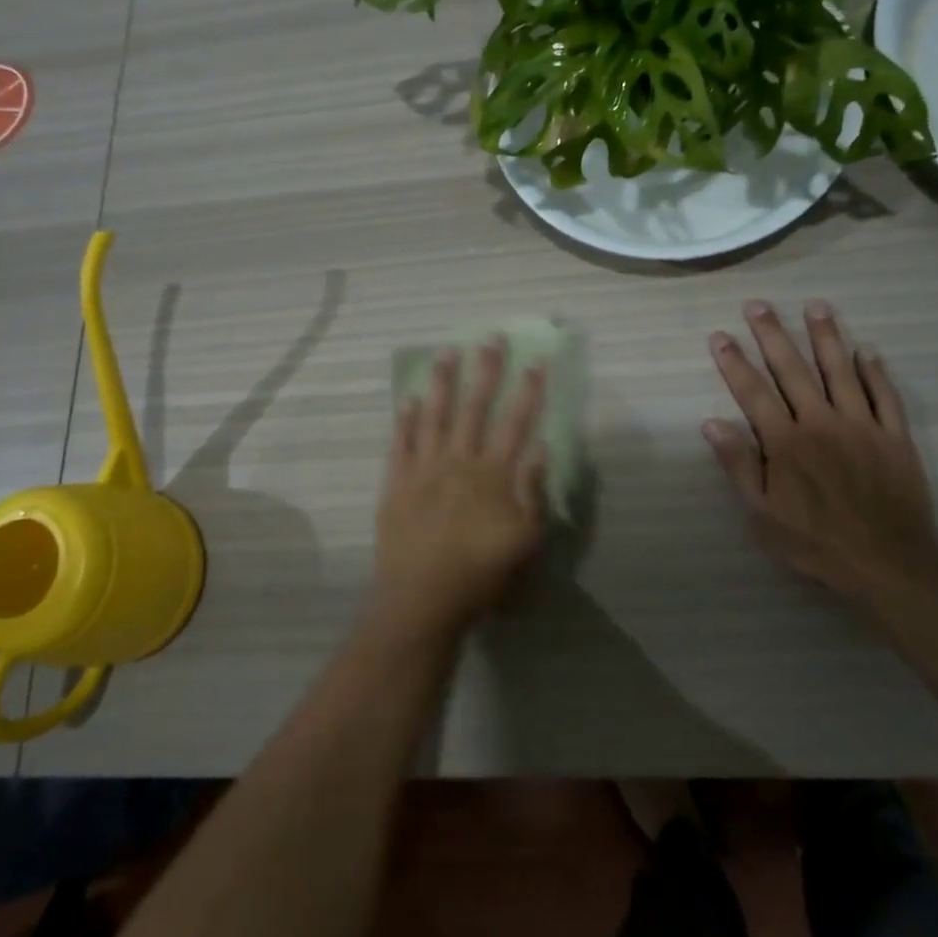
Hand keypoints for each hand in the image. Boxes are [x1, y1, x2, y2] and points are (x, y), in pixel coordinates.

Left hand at [373, 340, 546, 638]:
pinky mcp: (397, 483)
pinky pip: (400, 443)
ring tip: (446, 352)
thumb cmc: (481, 573)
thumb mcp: (525, 540)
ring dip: (441, 382)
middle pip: (475, 408)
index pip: (516, 422)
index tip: (537, 362)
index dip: (528, 391)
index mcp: (494, 475)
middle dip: (486, 370)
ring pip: (434, 415)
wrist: (422, 598)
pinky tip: (408, 399)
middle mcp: (459, 461)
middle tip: (491, 338)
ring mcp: (424, 469)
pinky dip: (405, 419)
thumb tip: (540, 447)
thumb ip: (532, 491)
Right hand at [704, 301, 937, 602]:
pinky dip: (874, 371)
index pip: (753, 392)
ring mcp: (862, 426)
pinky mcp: (894, 437)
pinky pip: (884, 395)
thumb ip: (739, 465)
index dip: (734, 362)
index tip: (720, 336)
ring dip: (826, 337)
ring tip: (816, 306)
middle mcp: (821, 423)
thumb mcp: (763, 514)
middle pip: (793, 370)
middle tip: (759, 304)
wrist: (888, 564)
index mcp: (786, 442)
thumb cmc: (816, 542)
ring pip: (840, 371)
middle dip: (773, 335)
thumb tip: (712, 423)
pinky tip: (867, 351)